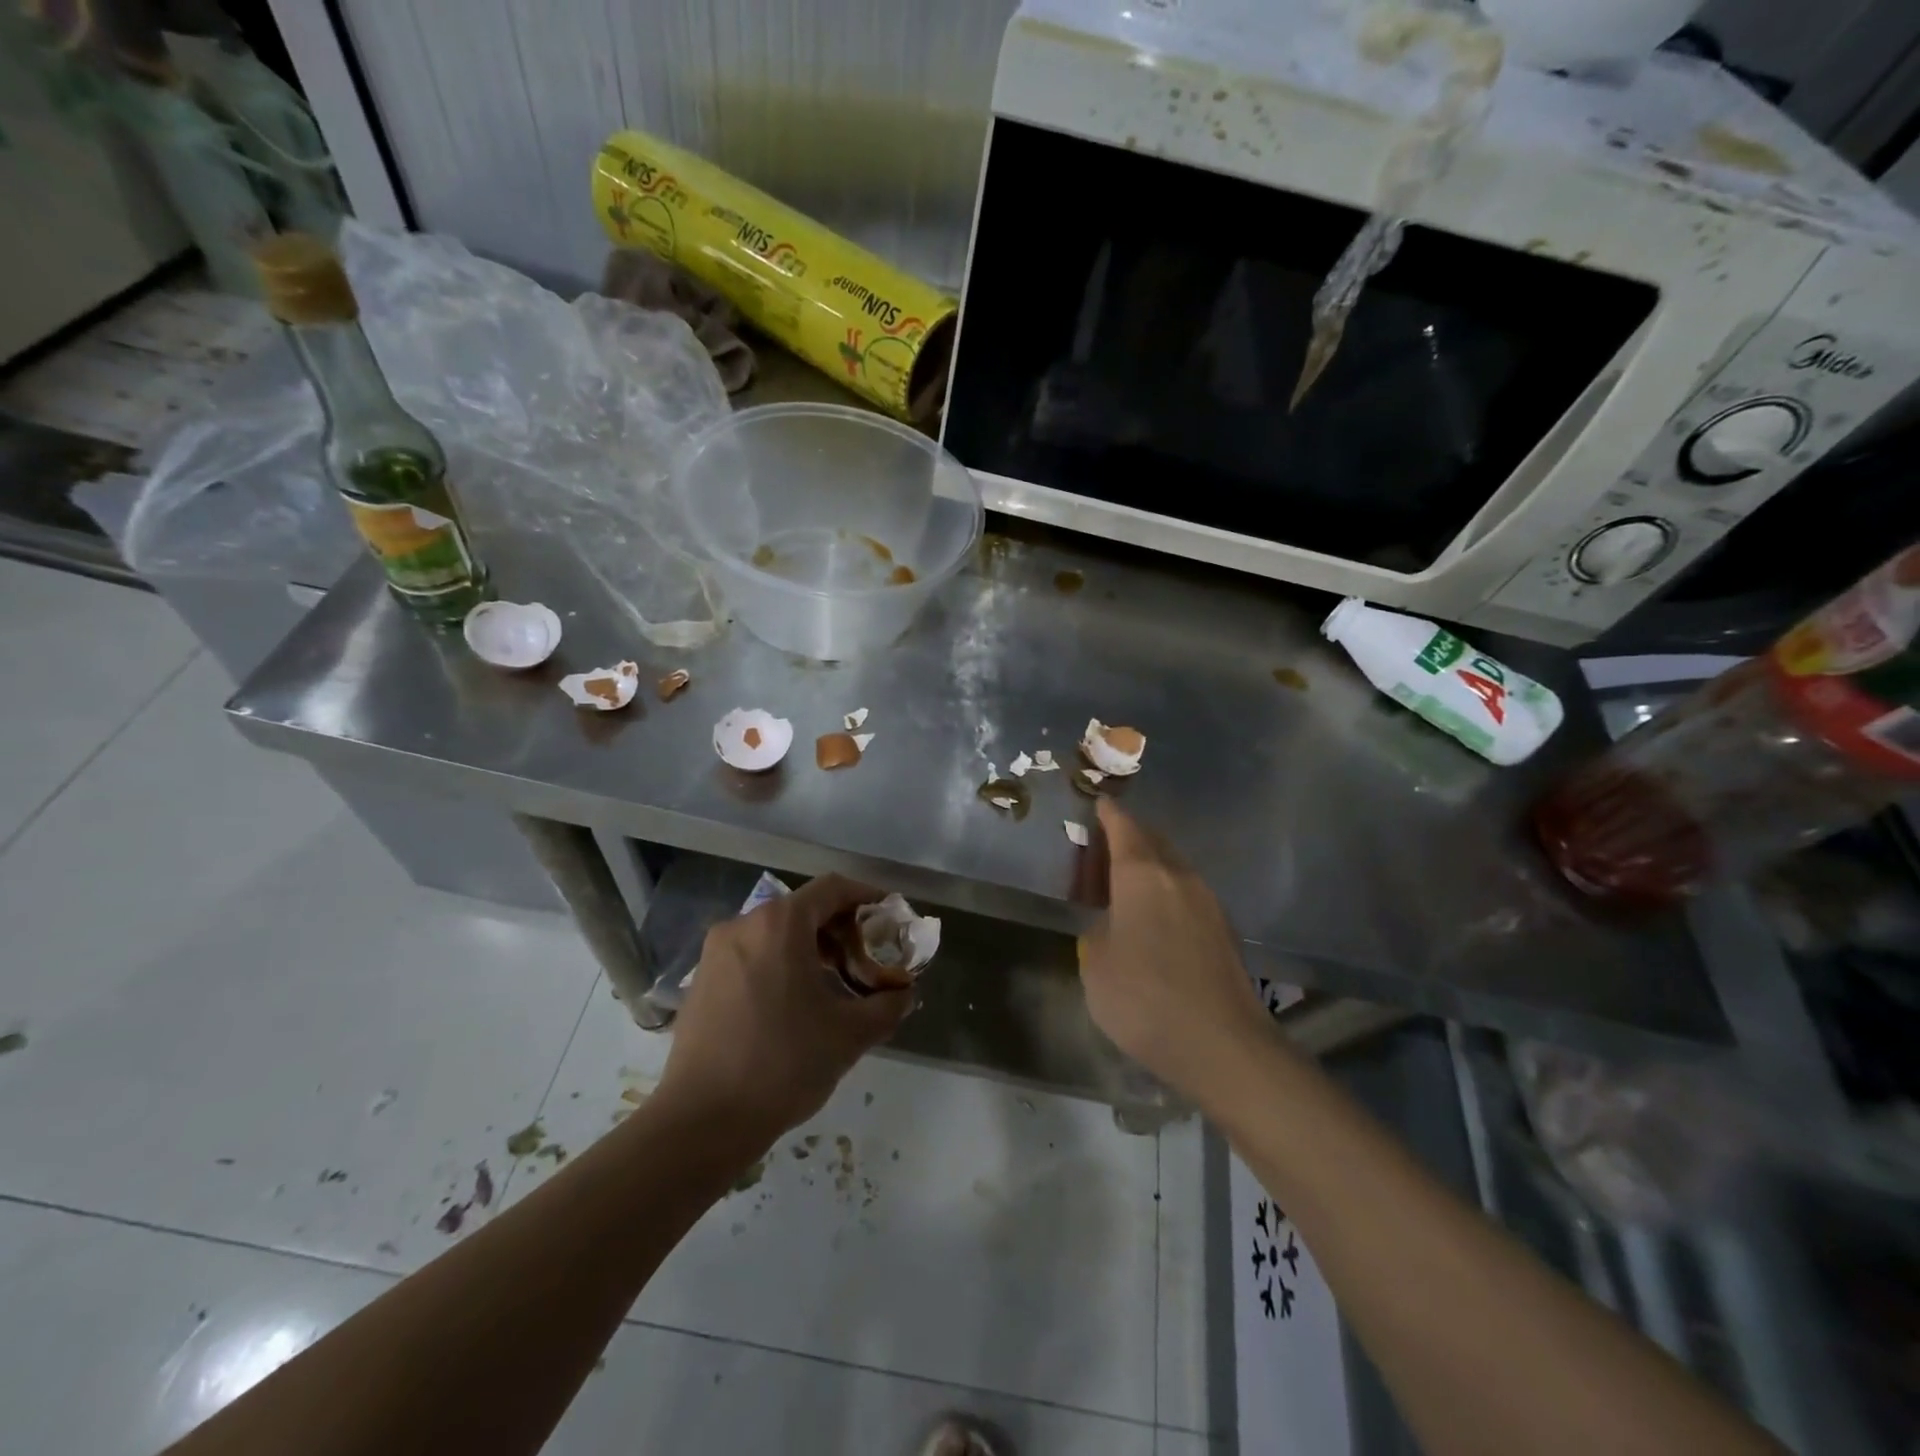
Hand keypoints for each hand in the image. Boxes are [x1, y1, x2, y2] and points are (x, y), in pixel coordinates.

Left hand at [656, 875, 911, 1147]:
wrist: (702, 1121)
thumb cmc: (783, 1064)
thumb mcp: (850, 1034)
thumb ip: (887, 1005)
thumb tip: (904, 994)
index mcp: (780, 924)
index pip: (832, 888)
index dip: (866, 897)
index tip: (889, 917)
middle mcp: (744, 924)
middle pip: (803, 909)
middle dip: (840, 930)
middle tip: (866, 962)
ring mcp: (716, 952)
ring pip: (776, 933)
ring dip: (810, 949)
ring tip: (834, 987)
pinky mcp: (701, 980)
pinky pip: (752, 955)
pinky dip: (780, 964)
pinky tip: (794, 1005)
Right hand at [1078, 800, 1271, 1102]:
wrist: (1223, 1045)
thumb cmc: (1145, 998)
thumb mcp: (1096, 965)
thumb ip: (1097, 932)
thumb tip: (1111, 924)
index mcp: (1142, 875)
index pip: (1124, 828)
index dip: (1109, 815)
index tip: (1099, 804)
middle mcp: (1179, 877)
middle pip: (1153, 841)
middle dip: (1130, 836)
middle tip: (1106, 846)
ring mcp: (1208, 903)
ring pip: (1173, 867)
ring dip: (1150, 866)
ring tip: (1126, 883)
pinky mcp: (1224, 930)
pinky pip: (1187, 893)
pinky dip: (1166, 892)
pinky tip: (1155, 918)